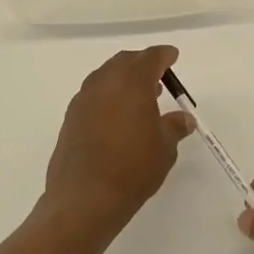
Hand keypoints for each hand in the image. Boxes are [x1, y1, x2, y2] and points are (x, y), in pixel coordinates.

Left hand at [43, 46, 194, 238]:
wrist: (84, 198)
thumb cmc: (132, 169)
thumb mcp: (164, 149)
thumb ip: (174, 127)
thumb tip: (183, 118)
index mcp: (132, 83)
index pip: (150, 58)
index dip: (164, 55)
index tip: (172, 56)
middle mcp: (105, 83)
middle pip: (125, 62)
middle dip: (142, 64)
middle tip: (158, 76)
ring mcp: (83, 99)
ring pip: (105, 76)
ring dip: (123, 79)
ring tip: (140, 97)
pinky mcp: (70, 118)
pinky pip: (93, 95)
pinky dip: (108, 96)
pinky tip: (117, 116)